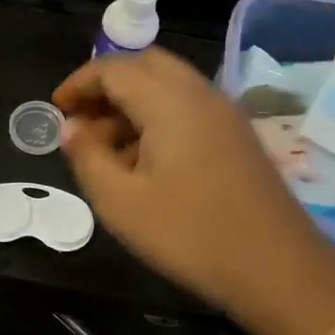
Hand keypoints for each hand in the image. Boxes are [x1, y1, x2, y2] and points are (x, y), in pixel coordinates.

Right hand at [53, 47, 334, 322]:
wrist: (278, 269)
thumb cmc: (190, 234)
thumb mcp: (121, 202)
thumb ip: (88, 157)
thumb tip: (71, 128)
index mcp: (169, 100)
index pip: (114, 68)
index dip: (80, 83)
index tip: (56, 109)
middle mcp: (200, 93)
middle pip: (145, 65)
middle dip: (107, 84)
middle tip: (82, 119)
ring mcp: (225, 113)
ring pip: (168, 85)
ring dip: (132, 102)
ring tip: (106, 148)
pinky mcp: (238, 135)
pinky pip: (188, 107)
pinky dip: (158, 116)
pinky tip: (144, 162)